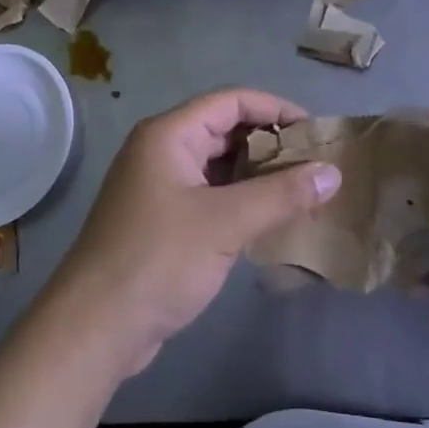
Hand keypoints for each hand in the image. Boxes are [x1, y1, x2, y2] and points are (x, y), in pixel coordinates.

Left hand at [46, 89, 341, 376]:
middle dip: (268, 143)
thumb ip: (281, 194)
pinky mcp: (160, 220)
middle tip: (314, 164)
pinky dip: (237, 200)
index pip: (230, 102)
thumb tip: (332, 172)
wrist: (96, 325)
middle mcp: (159, 151)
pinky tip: (268, 219)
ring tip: (300, 190)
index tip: (315, 131)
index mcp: (168, 135)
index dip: (274, 109)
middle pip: (222, 130)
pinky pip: (207, 195)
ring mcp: (157, 187)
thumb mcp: (226, 223)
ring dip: (255, 174)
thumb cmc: (159, 259)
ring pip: (215, 166)